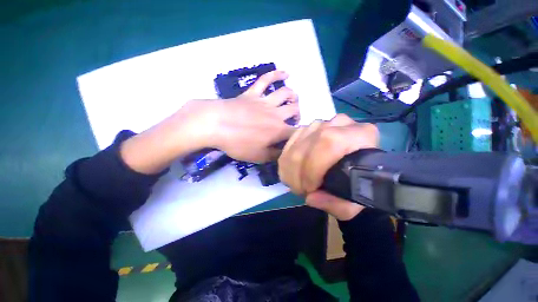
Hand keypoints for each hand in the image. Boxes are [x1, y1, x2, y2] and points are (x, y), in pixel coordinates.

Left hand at [208, 70, 298, 162]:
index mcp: (278, 130)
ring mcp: (264, 101)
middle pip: (294, 109)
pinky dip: (276, 74)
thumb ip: (274, 155)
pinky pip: (265, 80)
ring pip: (285, 93)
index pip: (296, 131)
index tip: (297, 137)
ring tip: (293, 100)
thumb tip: (285, 152)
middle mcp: (276, 114)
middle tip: (293, 120)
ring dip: (293, 96)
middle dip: (297, 114)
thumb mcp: (258, 156)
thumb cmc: (238, 143)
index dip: (300, 134)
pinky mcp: (252, 93)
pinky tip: (285, 73)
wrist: (216, 125)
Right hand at [278, 114, 378, 220]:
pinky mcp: (311, 126)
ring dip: (290, 166)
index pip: (326, 145)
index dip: (311, 171)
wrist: (359, 166)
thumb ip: (335, 204)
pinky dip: (287, 157)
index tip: (309, 191)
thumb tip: (310, 198)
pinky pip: (292, 139)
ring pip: (296, 142)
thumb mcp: (353, 202)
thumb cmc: (361, 184)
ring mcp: (324, 122)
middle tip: (299, 189)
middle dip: (296, 172)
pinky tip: (292, 169)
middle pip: (306, 144)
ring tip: (296, 181)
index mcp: (359, 136)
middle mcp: (340, 122)